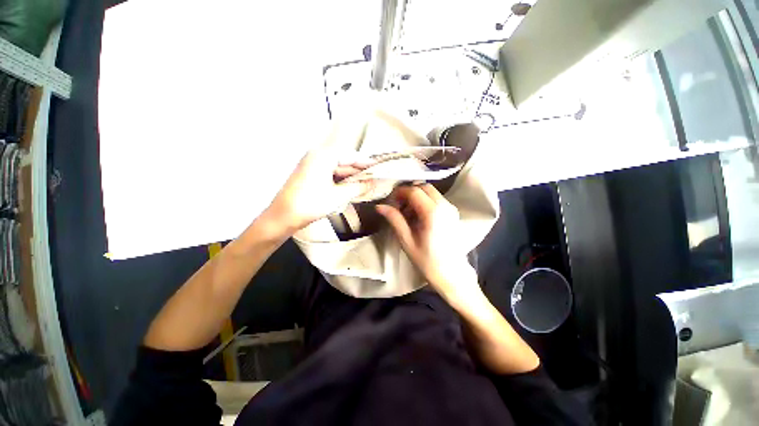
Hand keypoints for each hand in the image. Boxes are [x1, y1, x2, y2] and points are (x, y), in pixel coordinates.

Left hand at [266, 147, 374, 233]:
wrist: (282, 217)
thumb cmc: (311, 204)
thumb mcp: (339, 196)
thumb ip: (358, 187)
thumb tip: (374, 183)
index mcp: (324, 155)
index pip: (352, 156)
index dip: (367, 163)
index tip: (381, 169)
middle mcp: (317, 155)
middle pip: (345, 161)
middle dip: (360, 172)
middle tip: (375, 180)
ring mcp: (312, 165)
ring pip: (338, 169)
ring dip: (351, 178)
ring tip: (367, 185)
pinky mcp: (310, 174)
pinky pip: (331, 174)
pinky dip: (341, 181)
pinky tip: (352, 188)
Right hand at [376, 184, 480, 304]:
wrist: (452, 275)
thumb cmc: (428, 261)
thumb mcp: (407, 240)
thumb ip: (394, 219)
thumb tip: (380, 206)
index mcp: (432, 213)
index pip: (414, 191)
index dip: (400, 192)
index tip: (390, 200)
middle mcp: (445, 206)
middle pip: (424, 187)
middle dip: (409, 192)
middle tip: (398, 206)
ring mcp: (451, 208)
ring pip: (431, 192)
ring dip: (417, 197)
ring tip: (407, 213)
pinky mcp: (453, 213)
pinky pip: (437, 199)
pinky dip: (425, 202)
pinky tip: (418, 217)